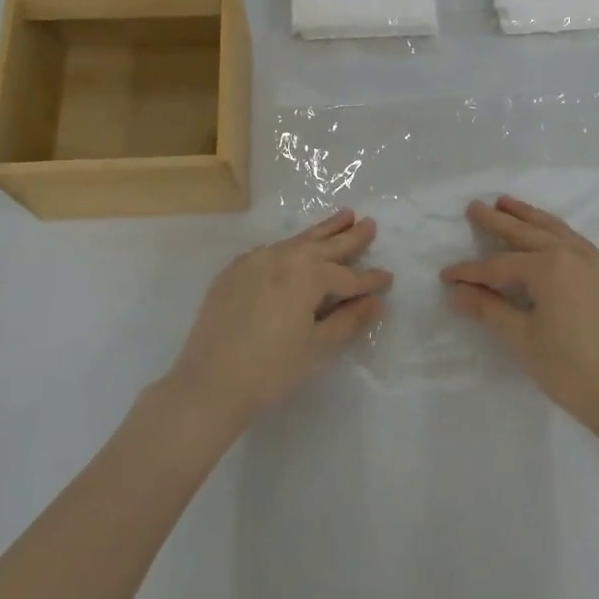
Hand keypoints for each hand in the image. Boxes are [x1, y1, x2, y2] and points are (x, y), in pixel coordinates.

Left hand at [167, 210, 390, 425]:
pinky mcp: (234, 271)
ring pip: (297, 241)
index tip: (388, 278)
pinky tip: (295, 247)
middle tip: (369, 223)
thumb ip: (349, 320)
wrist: (209, 382)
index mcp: (308, 275)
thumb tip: (376, 302)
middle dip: (349, 237)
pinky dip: (290, 247)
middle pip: (324, 246)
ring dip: (322, 231)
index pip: (348, 276)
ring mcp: (255, 260)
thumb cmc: (272, 369)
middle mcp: (283, 257)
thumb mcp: (318, 347)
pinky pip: (270, 251)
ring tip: (343, 216)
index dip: (370, 280)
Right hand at [441, 195, 598, 426]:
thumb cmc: (568, 367)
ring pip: (554, 229)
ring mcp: (593, 262)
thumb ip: (487, 308)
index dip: (470, 271)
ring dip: (528, 215)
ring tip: (507, 202)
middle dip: (497, 221)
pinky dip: (553, 229)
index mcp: (549, 266)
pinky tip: (546, 231)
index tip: (446, 275)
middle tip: (475, 206)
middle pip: (526, 233)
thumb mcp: (521, 337)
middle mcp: (571, 254)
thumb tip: (456, 292)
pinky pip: (573, 239)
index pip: (499, 265)